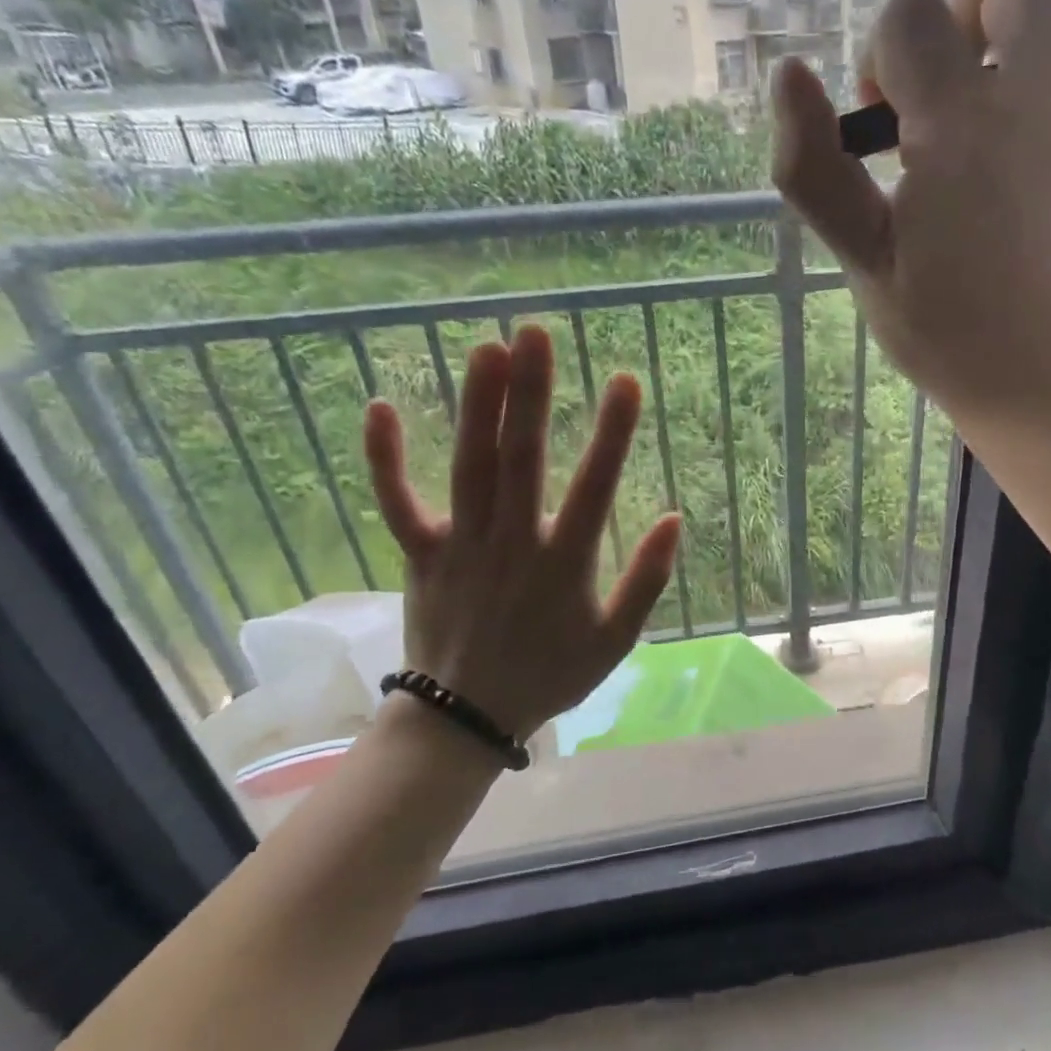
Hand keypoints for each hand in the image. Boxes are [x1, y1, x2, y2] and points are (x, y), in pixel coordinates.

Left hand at [362, 324, 680, 742]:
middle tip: (534, 333)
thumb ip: (646, 581)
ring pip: (468, 467)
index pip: (594, 487)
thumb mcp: (615, 641)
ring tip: (485, 348)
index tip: (624, 380)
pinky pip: (398, 503)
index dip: (612, 433)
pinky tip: (380, 407)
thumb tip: (671, 518)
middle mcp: (511, 543)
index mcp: (563, 564)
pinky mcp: (422, 554)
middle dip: (531, 394)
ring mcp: (461, 545)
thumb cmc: (551, 674)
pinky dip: (385, 459)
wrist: (467, 717)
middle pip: (521, 459)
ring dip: (477, 407)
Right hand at [771, 0, 1050, 425]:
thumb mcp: (859, 258)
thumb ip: (813, 170)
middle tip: (951, 81)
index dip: (881, 59)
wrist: (1032, 375)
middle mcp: (1040, 96)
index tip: (881, 127)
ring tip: (1021, 57)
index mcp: (959, 126)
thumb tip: (785, 76)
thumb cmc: (939, 327)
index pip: (909, 18)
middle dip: (966, 6)